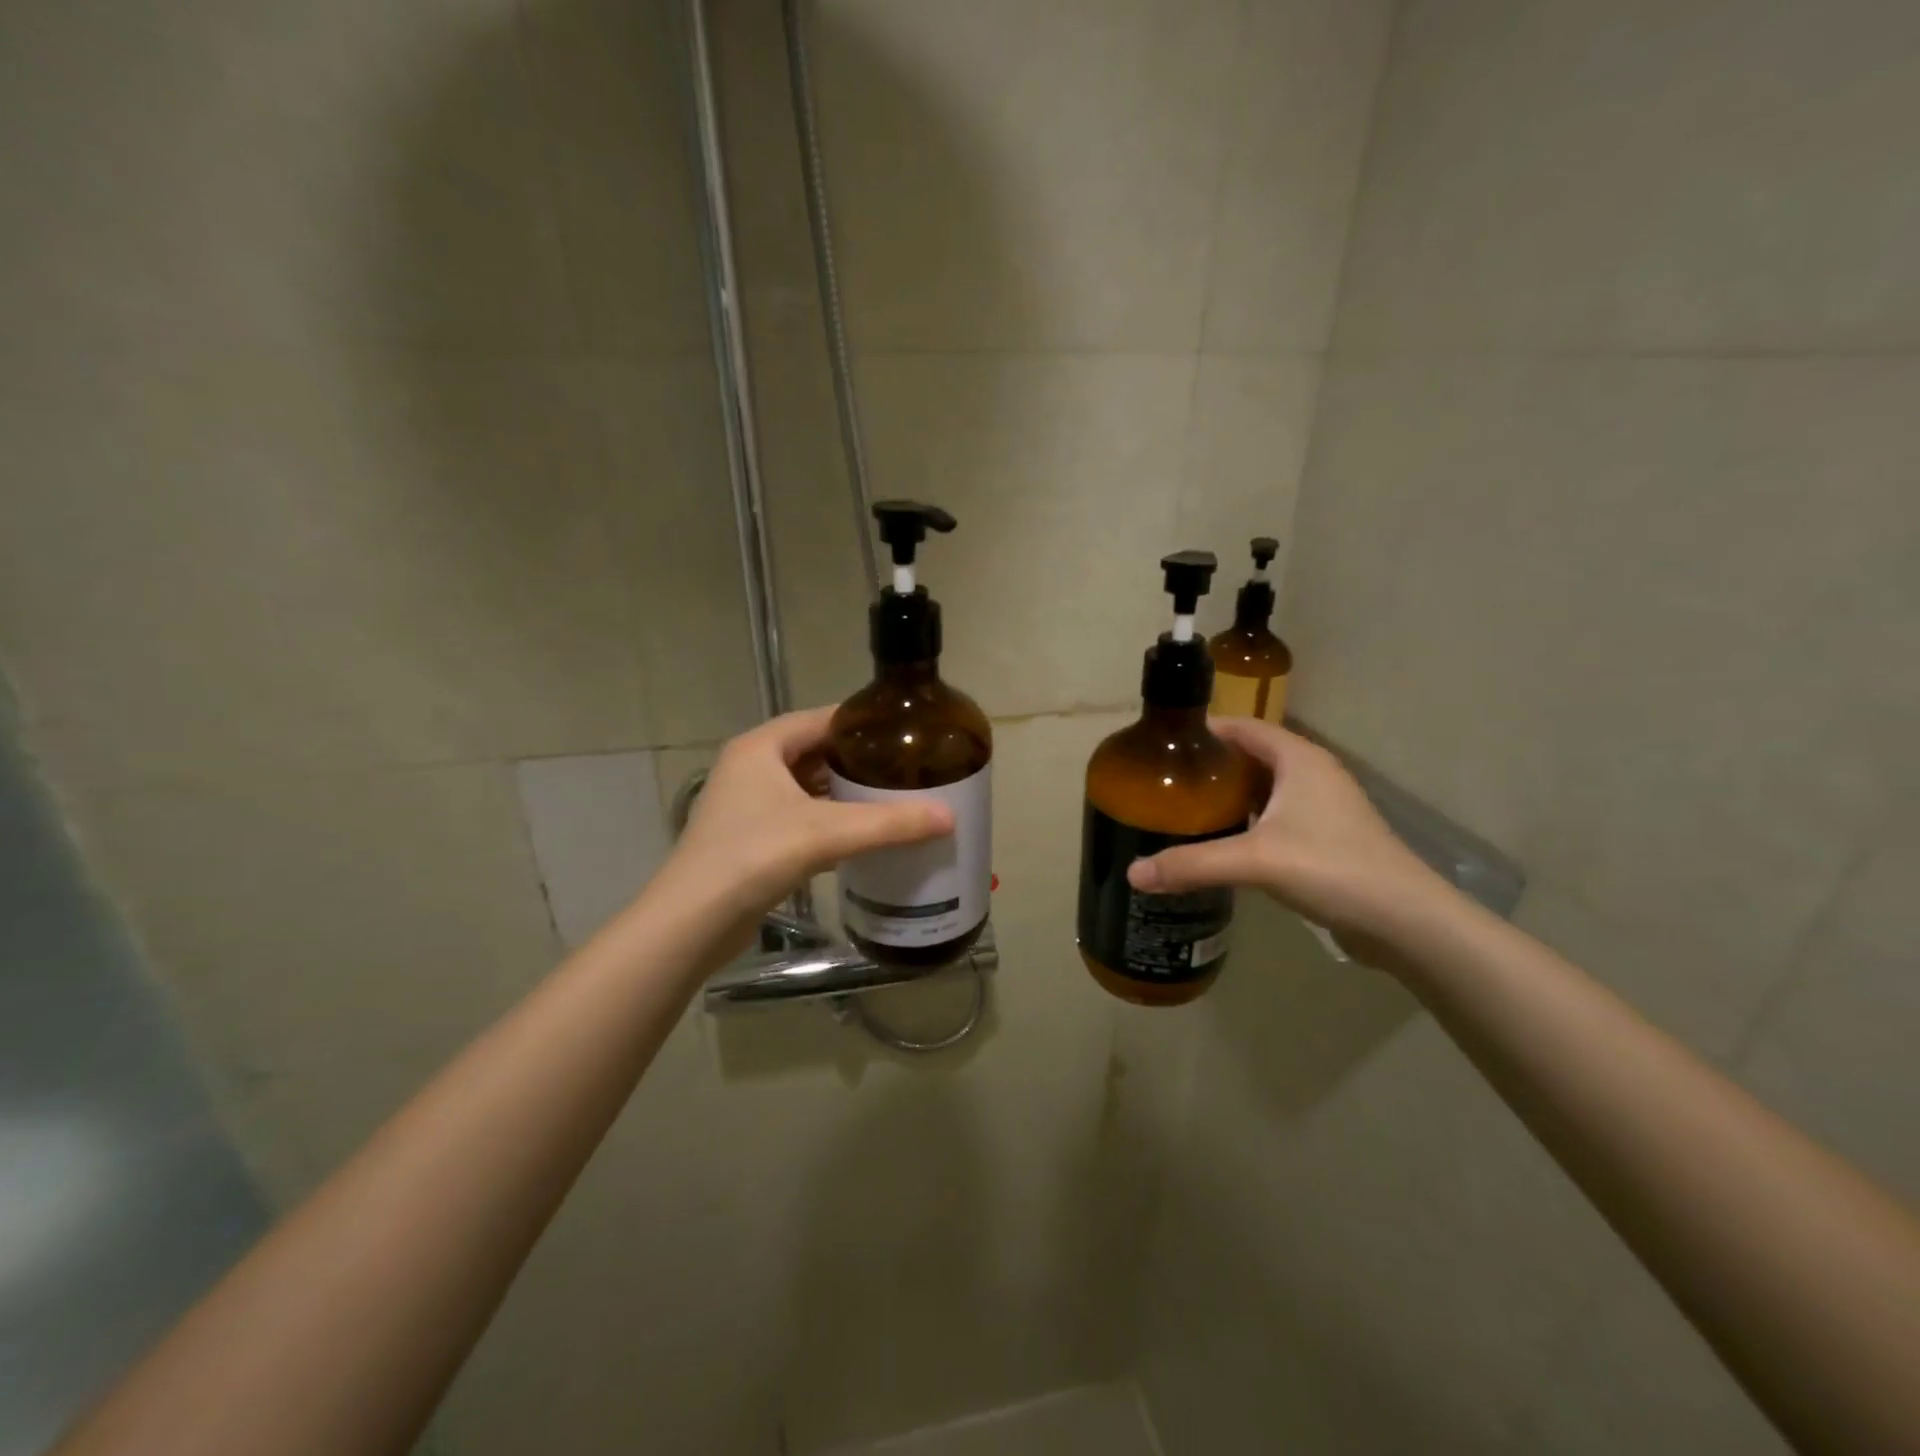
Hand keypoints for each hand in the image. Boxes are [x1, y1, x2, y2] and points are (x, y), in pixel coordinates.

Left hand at [670, 707, 954, 919]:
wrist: (692, 922)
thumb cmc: (754, 856)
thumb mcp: (827, 833)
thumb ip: (889, 823)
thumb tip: (950, 817)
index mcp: (761, 747)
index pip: (820, 719)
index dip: (861, 722)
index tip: (903, 731)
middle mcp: (750, 768)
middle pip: (814, 752)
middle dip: (857, 761)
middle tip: (904, 767)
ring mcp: (745, 805)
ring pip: (806, 788)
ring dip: (842, 793)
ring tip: (890, 798)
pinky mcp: (748, 838)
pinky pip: (798, 817)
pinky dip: (827, 821)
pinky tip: (859, 835)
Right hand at [1126, 718, 1449, 944]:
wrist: (1406, 921)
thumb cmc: (1332, 868)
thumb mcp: (1255, 861)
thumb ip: (1192, 863)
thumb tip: (1133, 873)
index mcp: (1299, 759)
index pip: (1243, 727)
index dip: (1204, 731)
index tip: (1164, 745)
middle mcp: (1312, 774)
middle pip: (1251, 756)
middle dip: (1211, 766)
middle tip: (1166, 782)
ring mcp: (1324, 807)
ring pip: (1265, 789)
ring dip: (1230, 796)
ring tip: (1185, 810)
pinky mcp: (1327, 838)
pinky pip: (1277, 817)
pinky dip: (1248, 822)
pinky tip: (1223, 843)